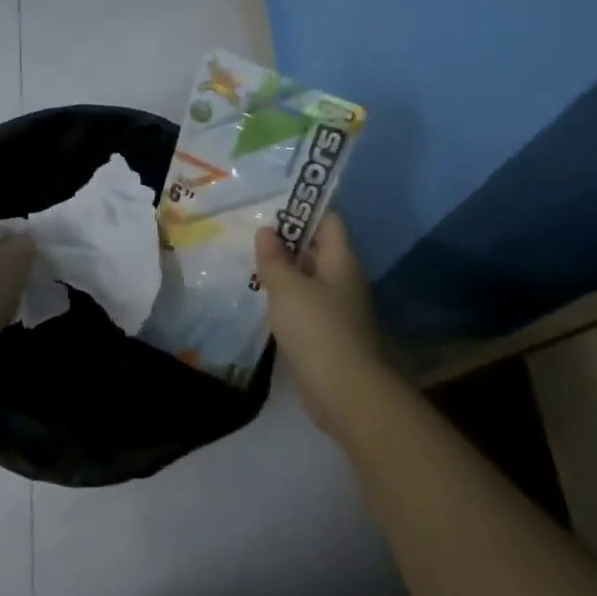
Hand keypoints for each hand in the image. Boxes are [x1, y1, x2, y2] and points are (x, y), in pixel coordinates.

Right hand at [254, 214, 385, 424]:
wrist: (344, 390)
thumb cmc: (317, 328)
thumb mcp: (288, 288)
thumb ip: (274, 259)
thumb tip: (267, 231)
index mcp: (341, 261)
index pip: (329, 221)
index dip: (305, 209)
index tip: (274, 204)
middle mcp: (344, 280)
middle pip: (319, 249)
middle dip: (289, 240)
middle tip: (253, 233)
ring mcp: (339, 309)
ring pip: (310, 279)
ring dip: (286, 272)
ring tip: (252, 263)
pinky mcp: (328, 335)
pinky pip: (306, 306)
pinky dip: (287, 300)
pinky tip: (264, 300)